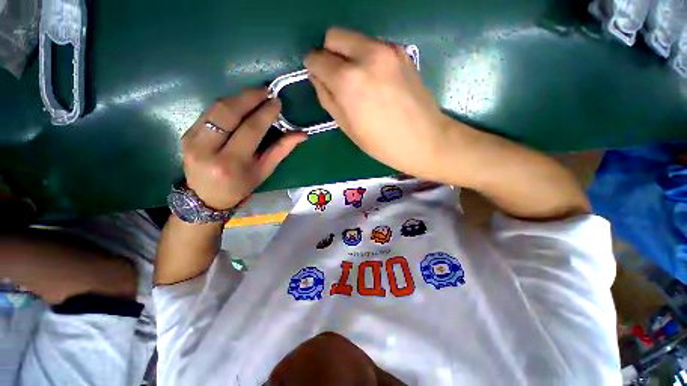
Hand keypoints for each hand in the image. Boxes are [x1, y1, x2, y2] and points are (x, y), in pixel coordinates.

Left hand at [181, 88, 306, 209]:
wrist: (206, 197)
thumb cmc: (241, 186)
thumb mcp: (264, 171)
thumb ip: (281, 150)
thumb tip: (302, 134)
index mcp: (232, 163)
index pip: (251, 130)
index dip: (265, 113)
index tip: (277, 102)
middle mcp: (208, 150)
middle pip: (229, 113)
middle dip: (249, 97)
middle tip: (266, 90)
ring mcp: (192, 140)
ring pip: (216, 108)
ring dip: (237, 98)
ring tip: (255, 94)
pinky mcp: (186, 135)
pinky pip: (208, 112)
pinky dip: (226, 105)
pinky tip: (238, 104)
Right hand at [305, 28, 449, 179]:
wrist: (424, 139)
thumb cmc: (381, 143)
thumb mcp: (347, 126)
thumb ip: (327, 98)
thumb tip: (317, 77)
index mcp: (348, 80)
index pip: (317, 58)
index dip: (313, 68)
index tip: (319, 79)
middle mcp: (367, 55)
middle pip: (335, 36)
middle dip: (329, 53)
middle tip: (336, 78)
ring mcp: (387, 50)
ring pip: (355, 39)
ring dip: (349, 55)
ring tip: (359, 83)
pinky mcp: (402, 52)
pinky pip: (373, 46)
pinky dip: (367, 58)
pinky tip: (376, 80)